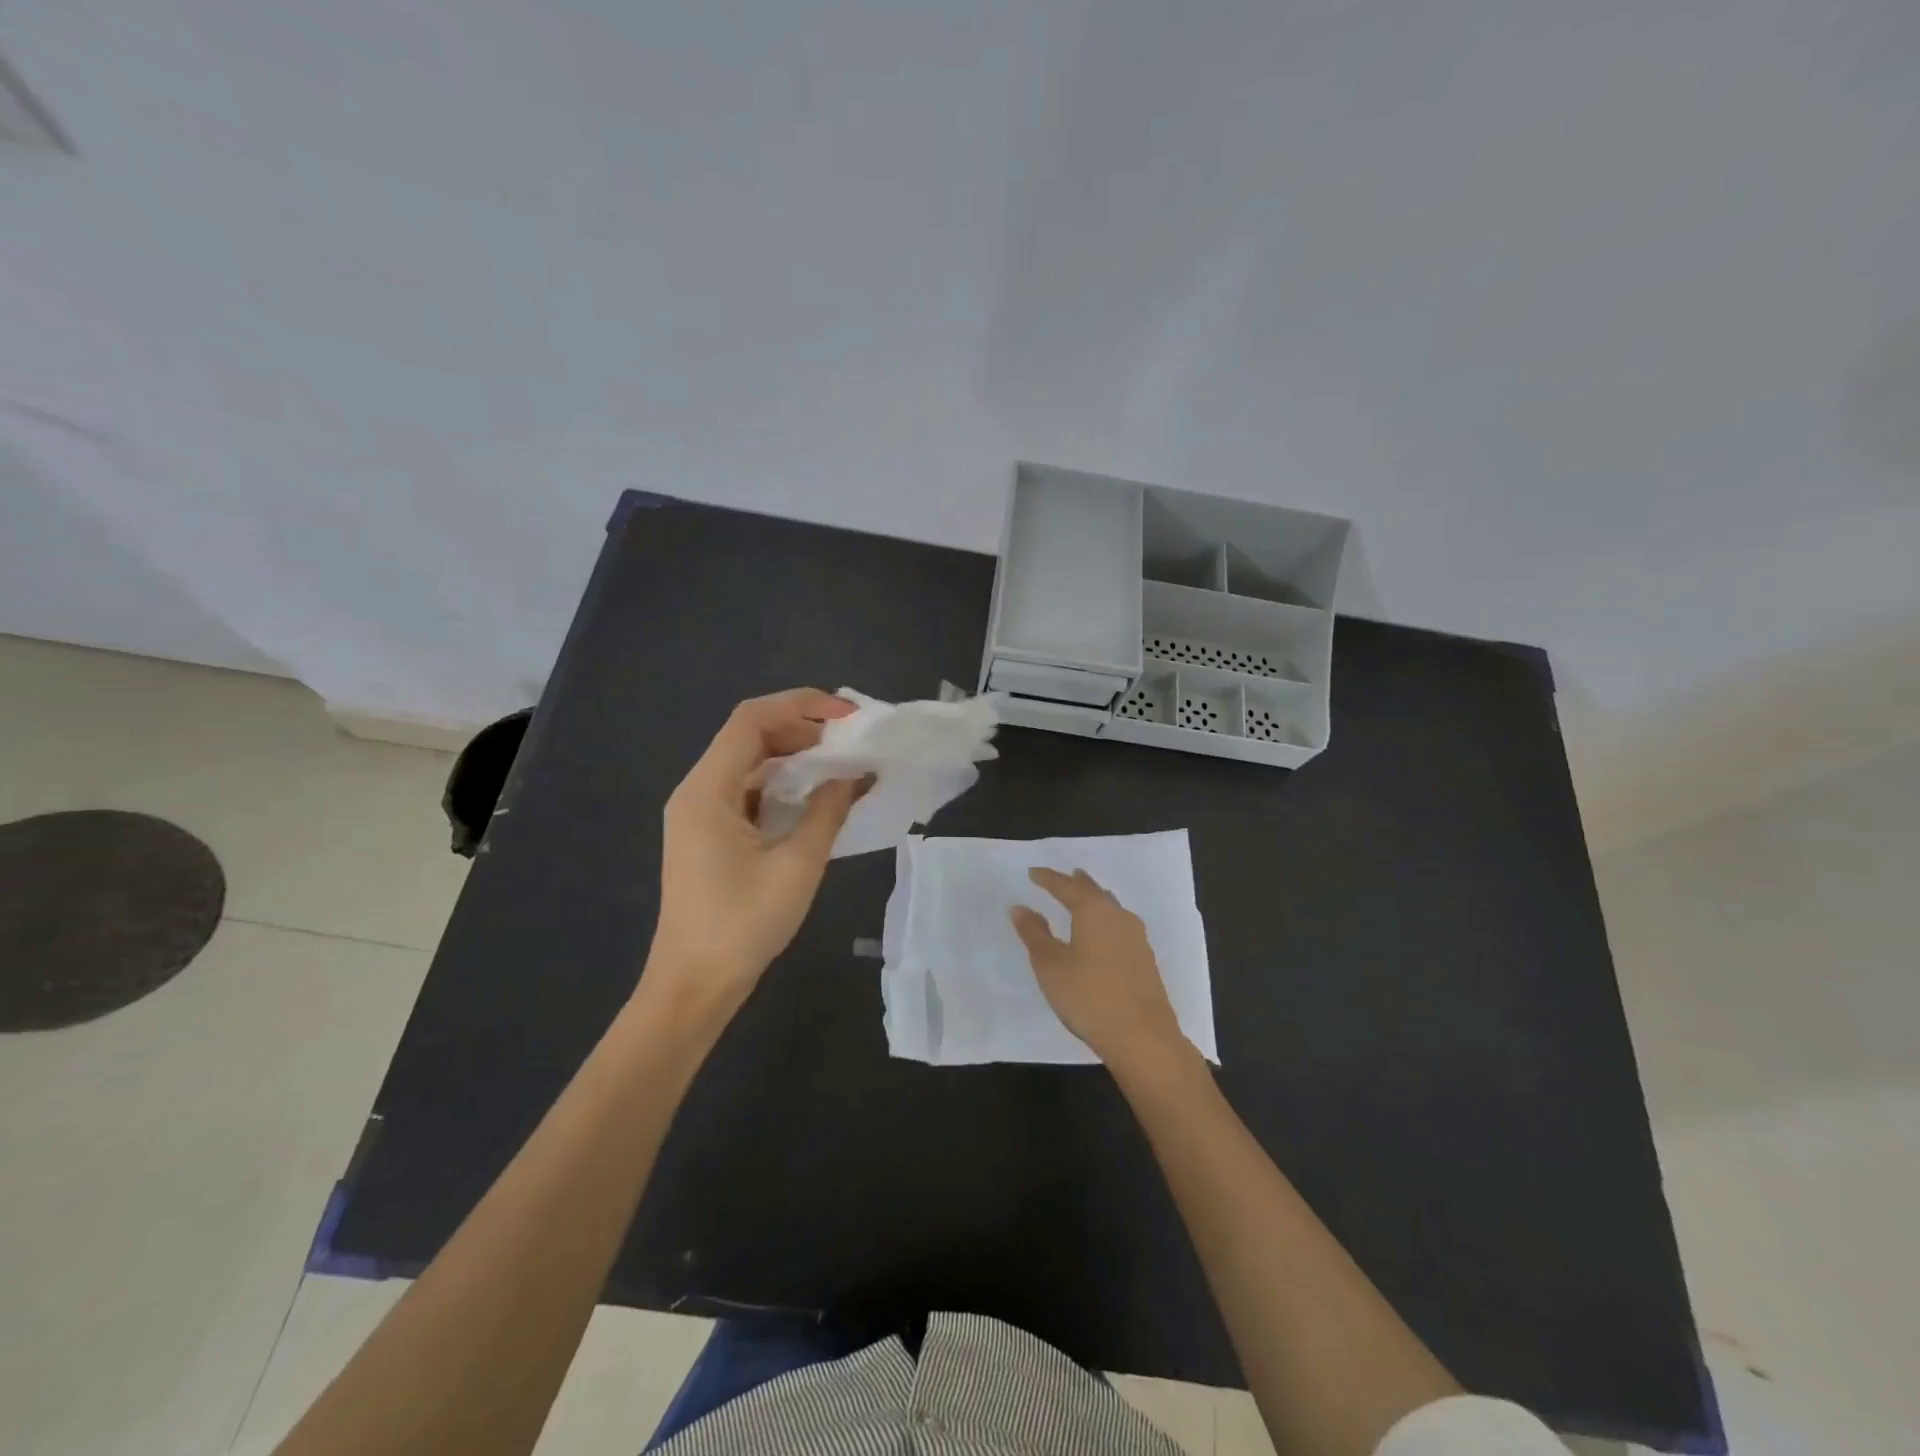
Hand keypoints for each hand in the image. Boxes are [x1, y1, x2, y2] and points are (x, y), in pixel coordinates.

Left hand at [644, 689, 863, 1024]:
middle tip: (852, 739)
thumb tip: (857, 773)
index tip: (847, 716)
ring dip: (794, 757)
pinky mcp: (709, 836)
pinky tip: (816, 797)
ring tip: (842, 762)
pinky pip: (748, 792)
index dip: (800, 706)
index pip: (751, 720)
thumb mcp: (797, 864)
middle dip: (802, 728)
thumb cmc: (742, 925)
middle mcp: (697, 792)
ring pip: (750, 764)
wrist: (694, 986)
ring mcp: (700, 815)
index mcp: (708, 790)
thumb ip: (828, 810)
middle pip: (749, 737)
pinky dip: (783, 785)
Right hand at [1010, 868, 1186, 1068]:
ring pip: (1111, 907)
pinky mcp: (1145, 959)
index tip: (1033, 873)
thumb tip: (1020, 908)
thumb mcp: (1051, 965)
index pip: (1067, 886)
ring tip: (1083, 897)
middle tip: (1064, 876)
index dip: (1048, 879)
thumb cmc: (1089, 997)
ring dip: (1094, 900)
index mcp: (1094, 911)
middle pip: (1094, 892)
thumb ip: (1034, 934)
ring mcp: (1137, 938)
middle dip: (1076, 883)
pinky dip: (1105, 919)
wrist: (1143, 1037)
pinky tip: (1102, 932)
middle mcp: (1118, 916)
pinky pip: (1120, 926)